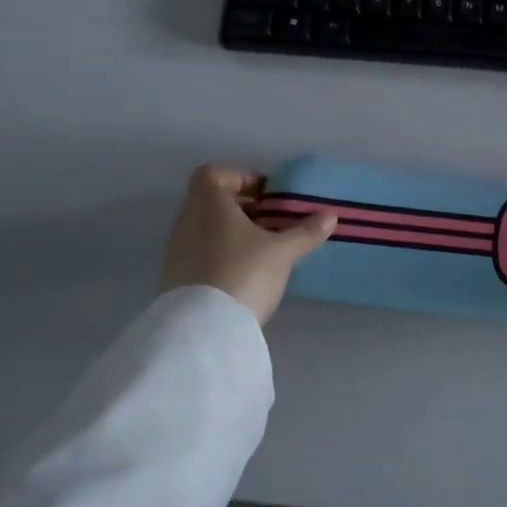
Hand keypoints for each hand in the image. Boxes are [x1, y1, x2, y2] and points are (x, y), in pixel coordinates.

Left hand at [160, 165, 336, 324]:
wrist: (203, 332)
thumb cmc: (243, 273)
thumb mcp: (282, 252)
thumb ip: (305, 231)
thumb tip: (330, 215)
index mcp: (208, 204)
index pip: (215, 173)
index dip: (242, 178)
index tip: (269, 196)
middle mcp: (187, 221)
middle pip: (213, 201)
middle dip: (244, 208)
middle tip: (274, 223)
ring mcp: (177, 251)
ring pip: (207, 229)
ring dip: (234, 233)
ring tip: (264, 250)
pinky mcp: (176, 279)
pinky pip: (201, 253)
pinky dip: (222, 255)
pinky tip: (246, 274)